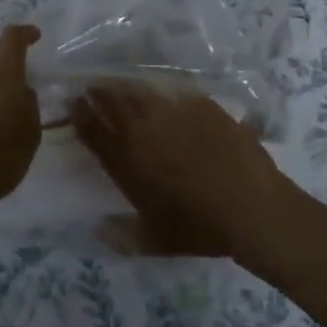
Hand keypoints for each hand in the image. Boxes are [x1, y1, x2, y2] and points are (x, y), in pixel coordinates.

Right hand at [69, 82, 299, 261]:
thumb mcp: (155, 241)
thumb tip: (98, 228)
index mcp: (127, 161)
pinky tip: (167, 95)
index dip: (80, 114)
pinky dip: (166, 93)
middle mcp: (144, 131)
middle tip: (93, 86)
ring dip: (127, 87)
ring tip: (123, 85)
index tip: (74, 102)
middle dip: (99, 92)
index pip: (93, 131)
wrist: (251, 207)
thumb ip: (122, 235)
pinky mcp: (202, 105)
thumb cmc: (199, 228)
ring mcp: (174, 113)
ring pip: (142, 92)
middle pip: (114, 102)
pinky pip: (177, 93)